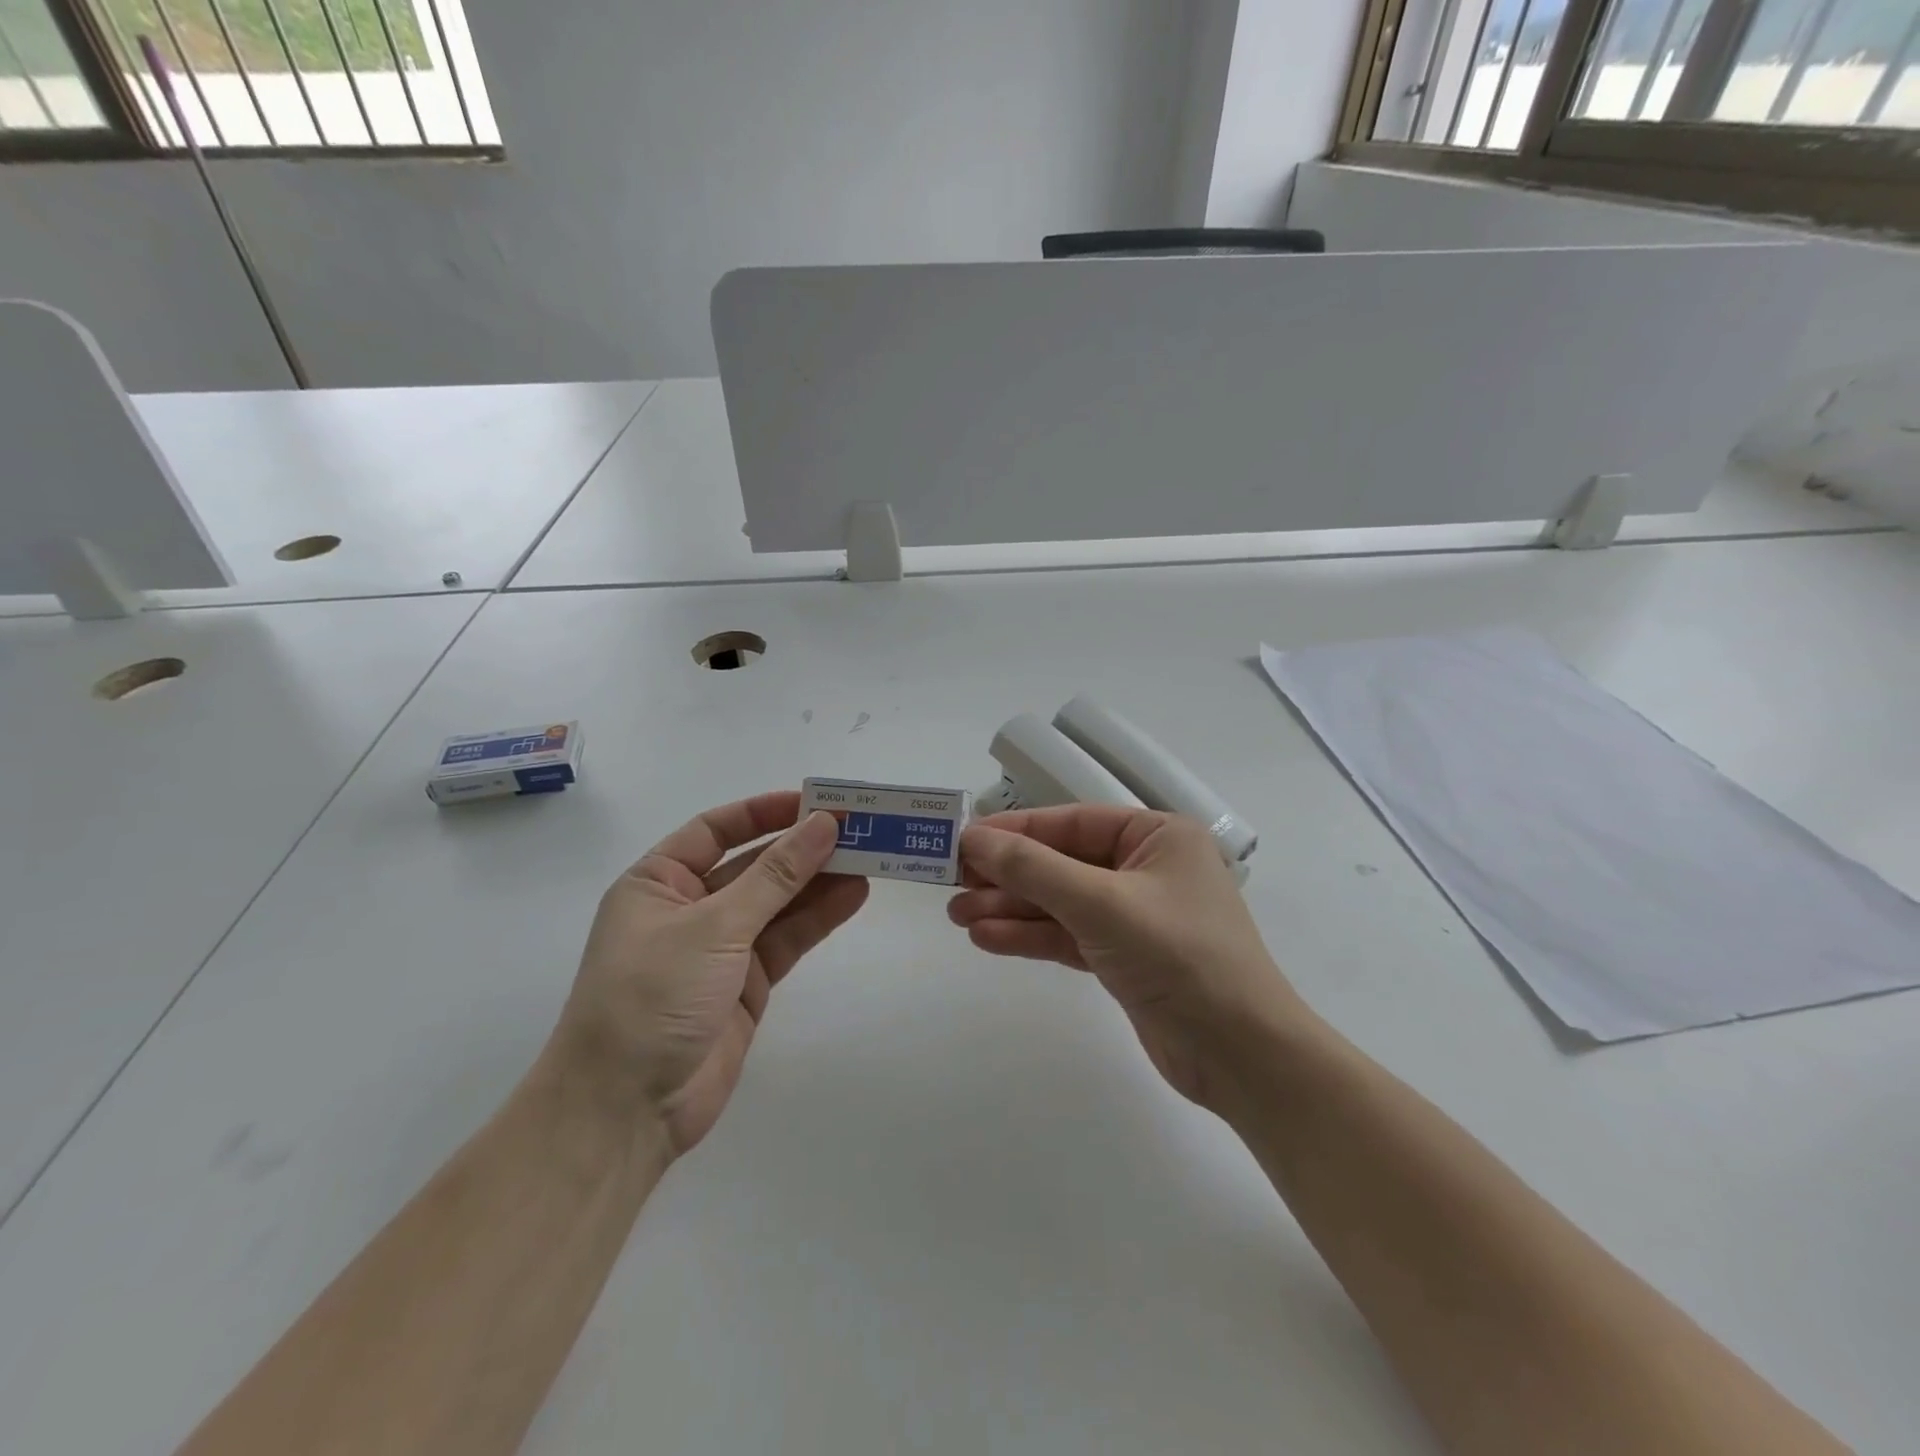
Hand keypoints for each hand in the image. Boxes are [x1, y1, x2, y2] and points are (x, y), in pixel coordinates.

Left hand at [550, 793, 867, 1154]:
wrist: (625, 1111)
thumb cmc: (652, 996)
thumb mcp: (714, 925)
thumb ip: (776, 875)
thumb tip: (823, 825)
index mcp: (658, 882)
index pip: (717, 830)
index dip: (765, 812)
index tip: (815, 804)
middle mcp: (689, 908)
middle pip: (754, 865)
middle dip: (801, 848)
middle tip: (856, 829)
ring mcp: (720, 948)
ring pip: (777, 902)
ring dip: (818, 881)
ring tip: (868, 858)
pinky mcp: (746, 984)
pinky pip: (787, 939)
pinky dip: (818, 918)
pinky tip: (853, 896)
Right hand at [949, 806, 1306, 1108]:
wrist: (1241, 1056)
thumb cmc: (1179, 956)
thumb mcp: (1101, 903)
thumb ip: (1034, 869)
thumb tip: (973, 838)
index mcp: (1157, 836)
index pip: (1072, 822)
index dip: (1015, 830)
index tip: (964, 840)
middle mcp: (1145, 868)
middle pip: (1061, 862)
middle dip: (1008, 875)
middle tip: (951, 883)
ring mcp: (1134, 916)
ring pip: (1059, 902)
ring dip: (1011, 908)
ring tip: (957, 915)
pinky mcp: (1123, 958)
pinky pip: (1067, 936)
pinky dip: (1030, 937)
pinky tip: (986, 938)